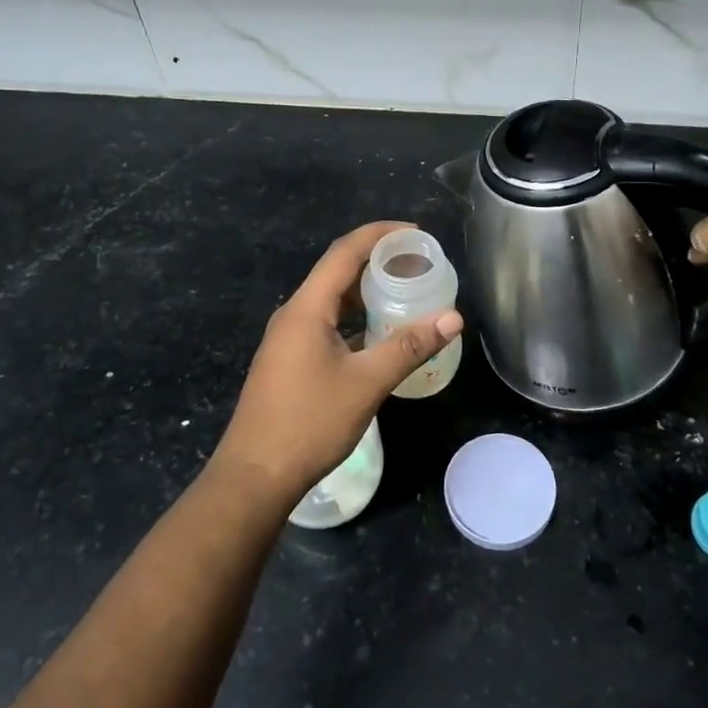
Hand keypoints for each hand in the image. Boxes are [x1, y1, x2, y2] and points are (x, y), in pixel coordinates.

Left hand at [210, 221, 463, 509]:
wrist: (255, 475)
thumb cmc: (309, 423)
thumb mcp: (366, 383)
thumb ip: (409, 347)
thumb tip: (453, 318)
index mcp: (307, 308)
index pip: (344, 252)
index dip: (380, 234)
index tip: (416, 232)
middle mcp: (294, 314)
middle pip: (337, 272)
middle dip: (377, 262)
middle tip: (418, 264)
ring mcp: (288, 339)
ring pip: (331, 301)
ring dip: (366, 292)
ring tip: (404, 293)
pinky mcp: (289, 361)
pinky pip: (326, 324)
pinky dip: (354, 319)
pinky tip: (378, 334)